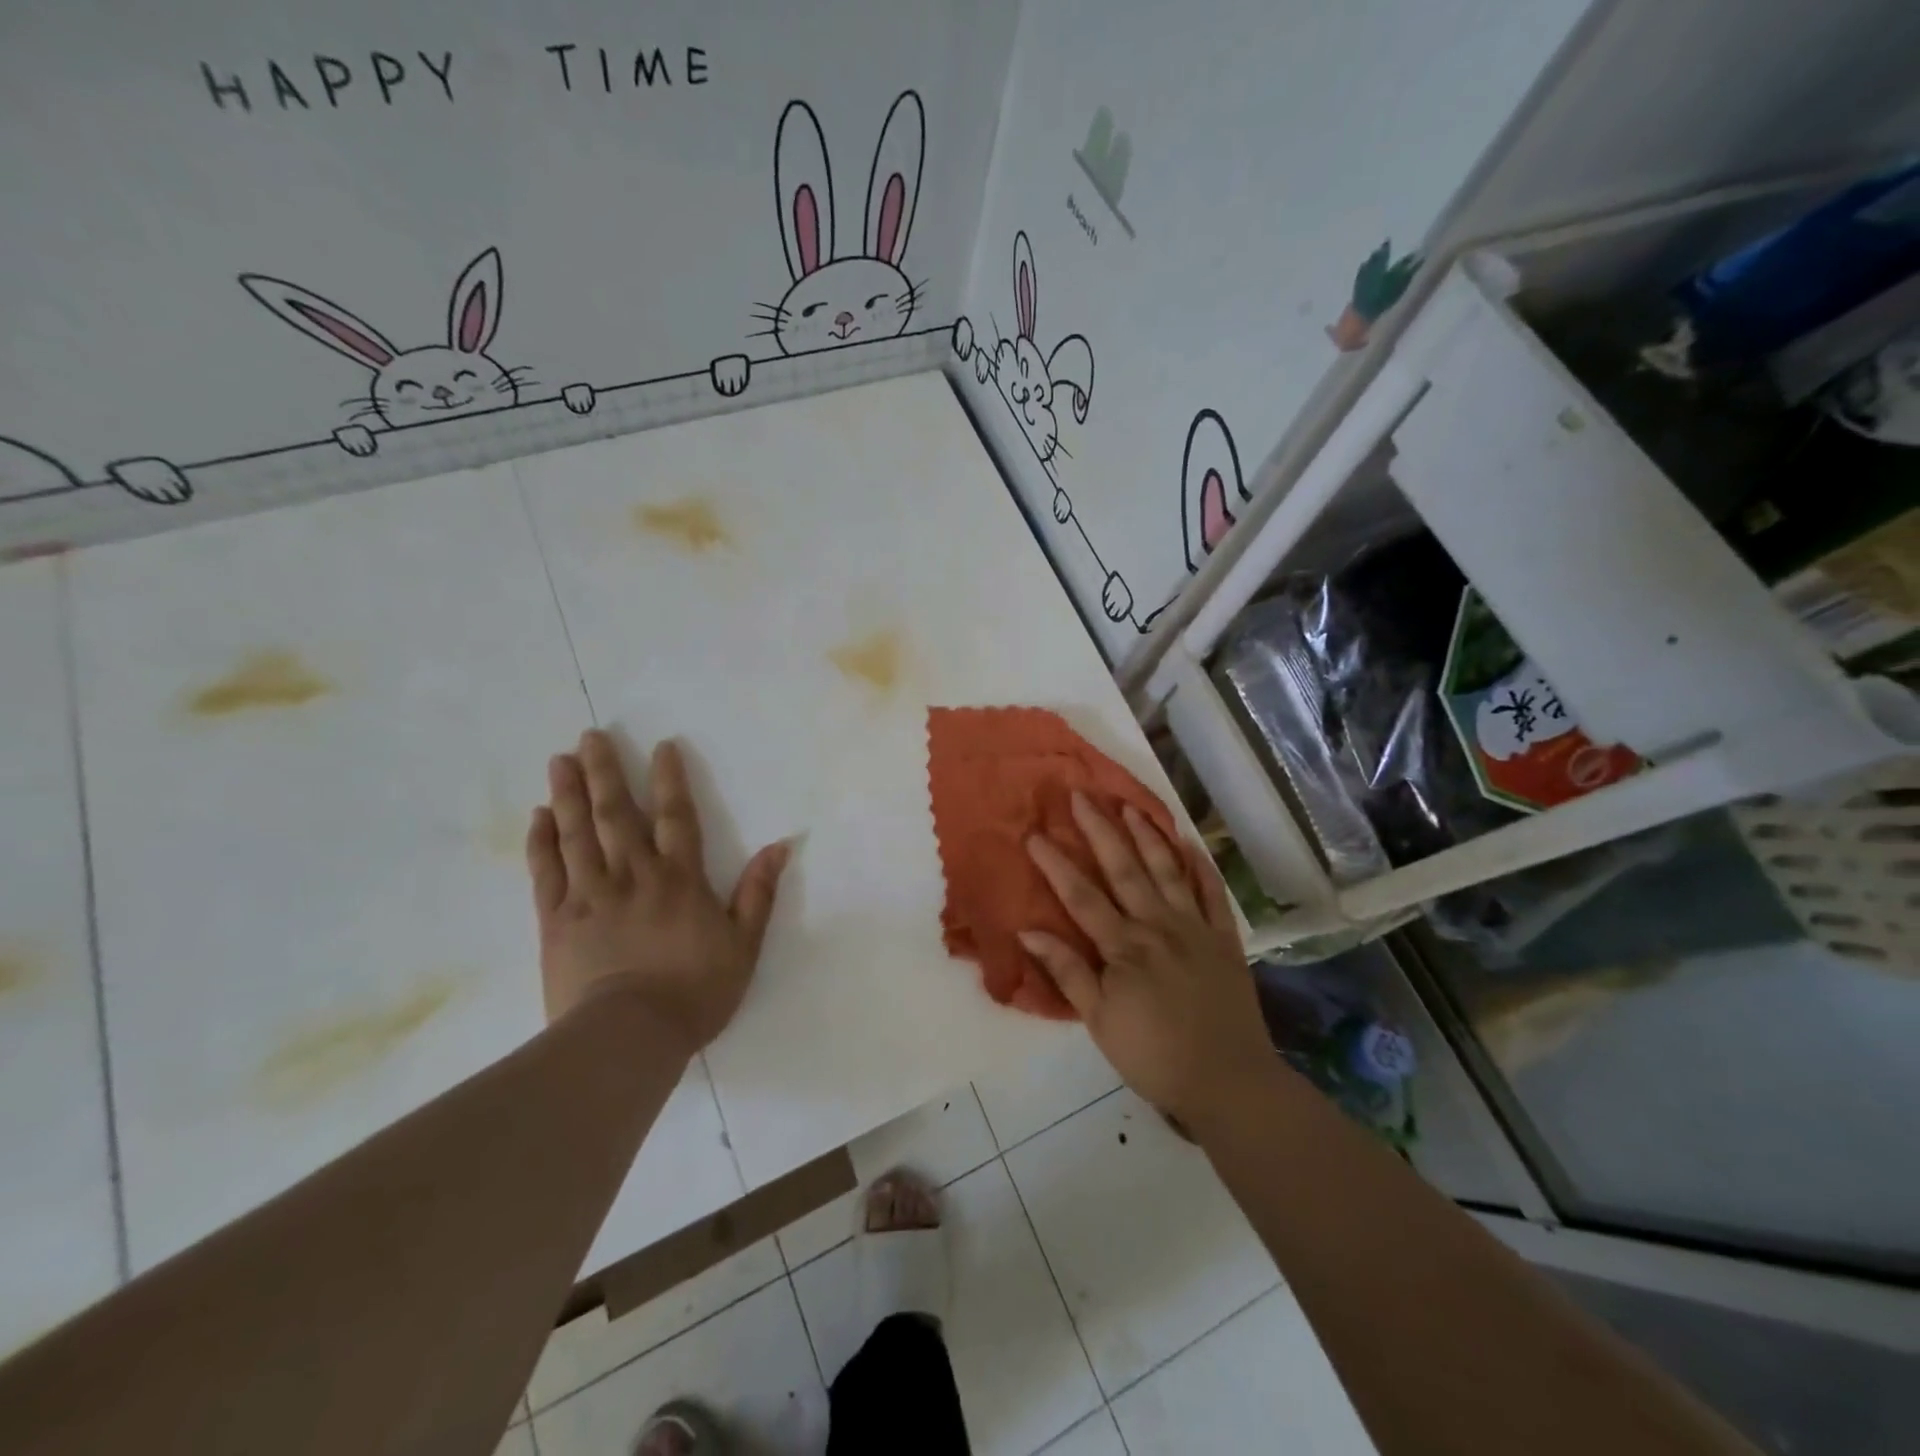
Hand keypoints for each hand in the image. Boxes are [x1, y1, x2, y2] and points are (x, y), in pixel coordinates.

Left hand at [526, 729, 790, 1057]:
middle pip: (617, 815)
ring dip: (569, 794)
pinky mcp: (556, 920)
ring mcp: (590, 895)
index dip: (670, 779)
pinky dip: (541, 841)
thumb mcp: (744, 945)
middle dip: (604, 773)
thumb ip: (758, 893)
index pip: (677, 817)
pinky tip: (538, 816)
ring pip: (577, 834)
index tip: (661, 746)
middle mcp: (633, 875)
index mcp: (679, 879)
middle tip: (589, 737)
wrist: (628, 1037)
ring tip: (560, 760)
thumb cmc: (694, 992)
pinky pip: (546, 872)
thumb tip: (781, 846)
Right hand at [1021, 793, 1271, 1125]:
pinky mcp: (1225, 938)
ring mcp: (1195, 928)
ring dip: (1147, 834)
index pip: (1081, 895)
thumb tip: (1029, 930)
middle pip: (1124, 868)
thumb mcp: (1099, 1022)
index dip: (1055, 863)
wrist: (1229, 1082)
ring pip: (1167, 869)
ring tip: (1130, 805)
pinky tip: (1190, 843)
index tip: (1035, 834)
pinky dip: (1201, 866)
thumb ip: (1068, 972)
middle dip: (1100, 829)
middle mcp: (1158, 925)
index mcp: (1124, 946)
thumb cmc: (1154, 1056)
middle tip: (1081, 795)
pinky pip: (1213, 893)